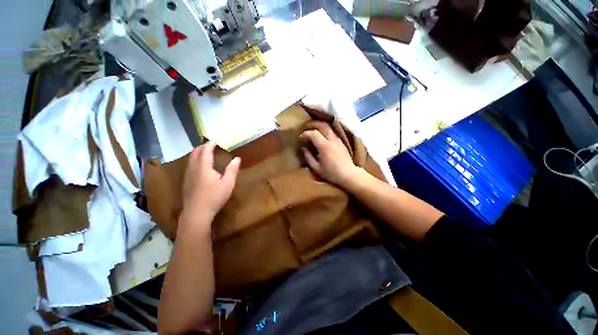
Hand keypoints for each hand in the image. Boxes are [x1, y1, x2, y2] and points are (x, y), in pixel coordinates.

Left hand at [181, 142, 240, 230]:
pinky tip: (199, 166)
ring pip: (190, 159)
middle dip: (202, 146)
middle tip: (210, 145)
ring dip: (197, 153)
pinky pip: (189, 165)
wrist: (196, 213)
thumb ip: (232, 170)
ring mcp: (188, 175)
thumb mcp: (228, 183)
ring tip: (205, 152)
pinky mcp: (186, 182)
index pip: (205, 151)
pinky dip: (194, 160)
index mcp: (204, 167)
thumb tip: (237, 159)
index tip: (216, 140)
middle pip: (195, 152)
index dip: (210, 144)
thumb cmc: (214, 197)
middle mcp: (193, 168)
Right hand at [300, 121, 359, 187]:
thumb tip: (303, 148)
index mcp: (325, 147)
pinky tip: (322, 136)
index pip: (313, 133)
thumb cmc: (331, 174)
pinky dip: (325, 130)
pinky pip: (332, 132)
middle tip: (306, 128)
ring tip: (313, 130)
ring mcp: (338, 140)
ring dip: (319, 126)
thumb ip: (308, 157)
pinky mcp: (342, 142)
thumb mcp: (317, 168)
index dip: (305, 134)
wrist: (348, 175)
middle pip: (323, 125)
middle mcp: (332, 140)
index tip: (301, 138)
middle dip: (313, 124)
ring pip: (329, 127)